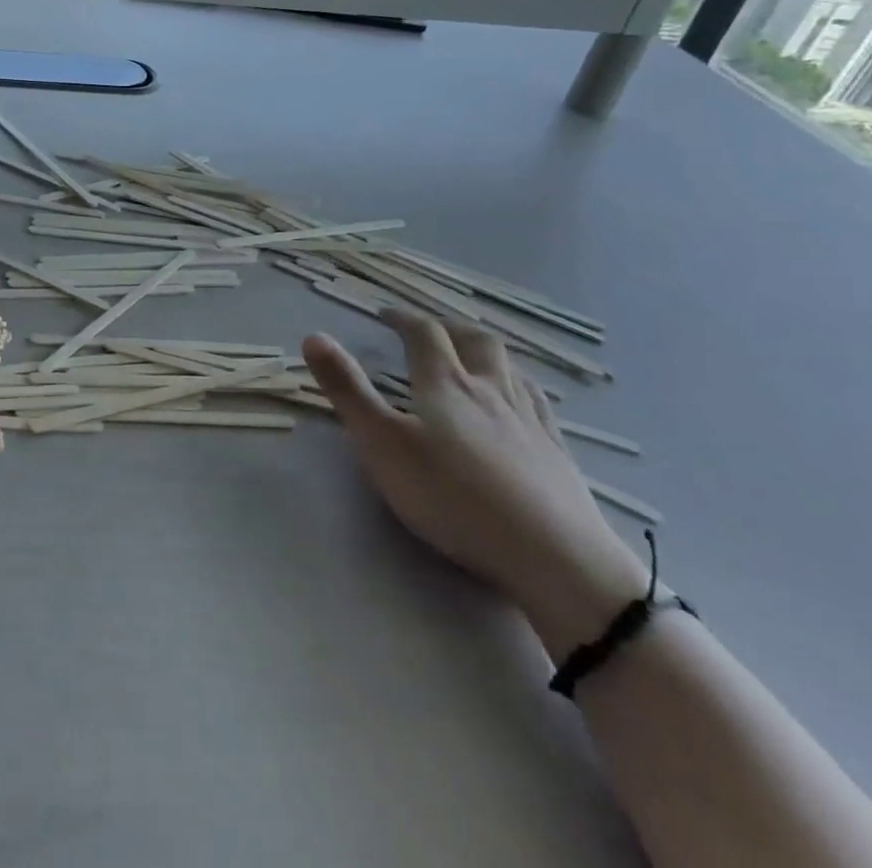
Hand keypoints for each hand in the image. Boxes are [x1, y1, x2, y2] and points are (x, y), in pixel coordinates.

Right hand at [304, 311, 646, 655]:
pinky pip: (540, 403)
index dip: (403, 318)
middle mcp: (490, 390)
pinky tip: (521, 402)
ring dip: (486, 352)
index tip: (385, 315)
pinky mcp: (558, 454)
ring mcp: (530, 421)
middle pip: (474, 341)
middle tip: (430, 329)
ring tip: (474, 355)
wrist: (554, 557)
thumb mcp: (382, 444)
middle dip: (448, 327)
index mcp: (445, 383)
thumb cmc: (454, 497)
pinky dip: (521, 387)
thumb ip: (347, 391)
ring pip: (510, 368)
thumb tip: (313, 336)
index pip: (424, 334)